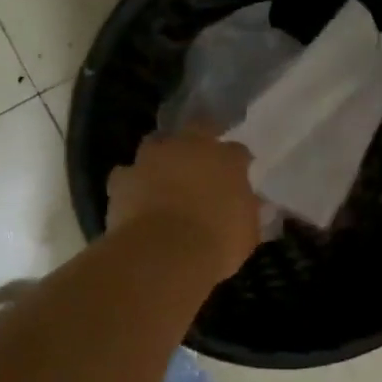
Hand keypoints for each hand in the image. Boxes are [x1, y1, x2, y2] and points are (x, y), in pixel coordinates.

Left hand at [106, 127, 260, 282]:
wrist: (164, 253)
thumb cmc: (216, 242)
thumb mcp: (247, 233)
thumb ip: (250, 212)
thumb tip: (258, 205)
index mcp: (226, 158)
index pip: (237, 151)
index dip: (237, 163)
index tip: (238, 177)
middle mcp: (189, 146)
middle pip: (197, 129)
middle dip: (199, 142)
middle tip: (200, 164)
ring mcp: (152, 157)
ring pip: (157, 145)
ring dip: (161, 158)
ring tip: (163, 179)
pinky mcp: (123, 177)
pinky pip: (126, 175)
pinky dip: (131, 183)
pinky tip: (134, 199)